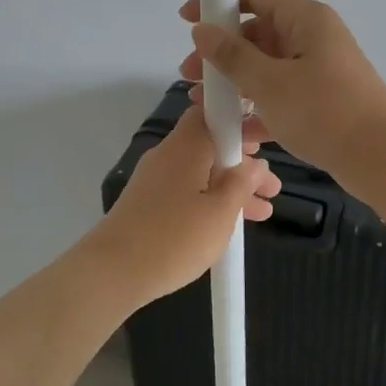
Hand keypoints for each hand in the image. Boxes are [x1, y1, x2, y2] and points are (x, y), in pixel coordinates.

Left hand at [84, 105, 280, 304]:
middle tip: (272, 189)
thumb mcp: (220, 213)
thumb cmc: (174, 238)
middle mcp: (167, 155)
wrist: (112, 272)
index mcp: (185, 146)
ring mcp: (154, 180)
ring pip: (201, 173)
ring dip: (230, 189)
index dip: (239, 123)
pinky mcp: (147, 203)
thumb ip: (242, 184)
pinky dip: (210, 201)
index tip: (264, 145)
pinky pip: (186, 191)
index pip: (211, 114)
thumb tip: (255, 164)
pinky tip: (229, 224)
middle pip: (210, 147)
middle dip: (243, 165)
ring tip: (263, 213)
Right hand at [179, 0, 385, 183]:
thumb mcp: (270, 83)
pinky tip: (235, 131)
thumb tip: (202, 30)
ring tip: (205, 108)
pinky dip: (257, 108)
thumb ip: (232, 56)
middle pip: (257, 33)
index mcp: (305, 19)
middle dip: (221, 53)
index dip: (218, 1)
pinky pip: (280, 95)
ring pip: (266, 68)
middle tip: (190, 77)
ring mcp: (318, 71)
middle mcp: (312, 38)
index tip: (186, 20)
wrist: (383, 158)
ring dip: (234, 84)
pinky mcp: (321, 101)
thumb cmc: (326, 111)